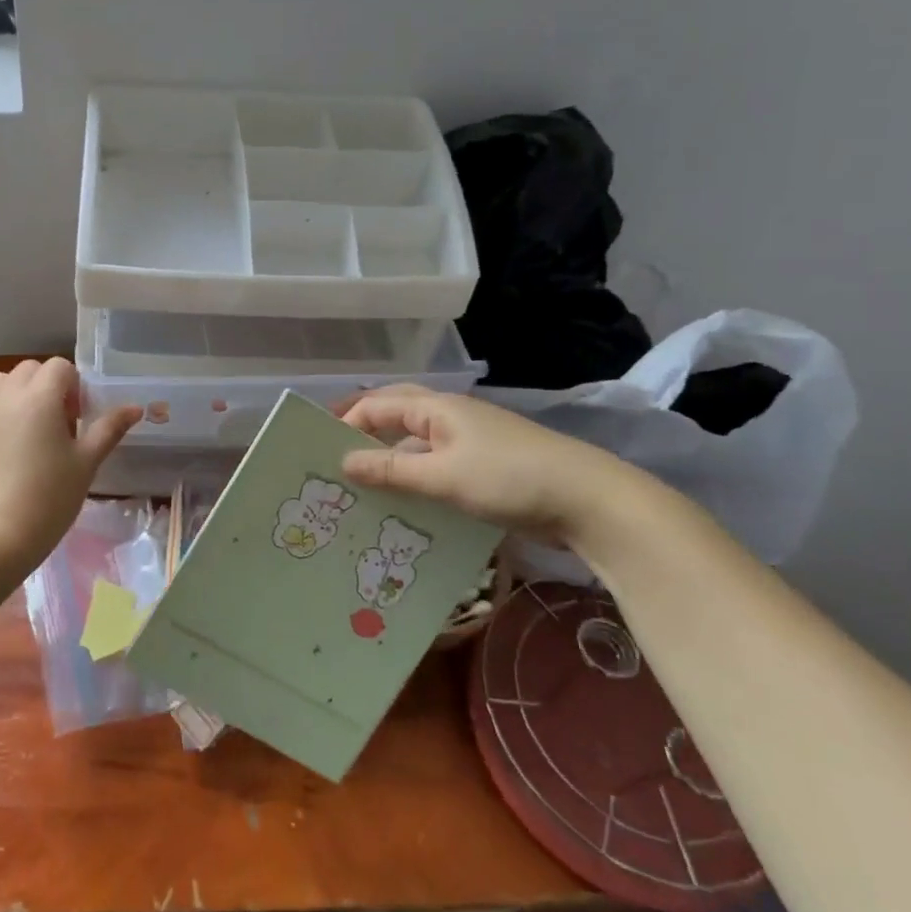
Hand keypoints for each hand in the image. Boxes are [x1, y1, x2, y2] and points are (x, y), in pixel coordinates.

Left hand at [0, 358, 141, 568]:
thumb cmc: (50, 497)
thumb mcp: (87, 462)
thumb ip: (110, 429)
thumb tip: (135, 407)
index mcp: (40, 397)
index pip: (60, 367)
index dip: (74, 387)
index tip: (79, 419)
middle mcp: (6, 396)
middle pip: (28, 369)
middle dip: (46, 386)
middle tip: (58, 425)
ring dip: (14, 393)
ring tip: (26, 426)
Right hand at [338, 386, 642, 546]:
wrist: (590, 502)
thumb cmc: (509, 479)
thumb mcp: (443, 477)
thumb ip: (391, 470)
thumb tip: (343, 461)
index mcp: (438, 409)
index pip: (379, 405)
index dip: (347, 422)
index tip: (320, 451)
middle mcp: (451, 418)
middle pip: (396, 417)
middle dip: (365, 433)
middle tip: (335, 461)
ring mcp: (471, 443)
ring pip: (417, 446)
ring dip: (390, 462)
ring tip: (362, 488)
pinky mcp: (486, 469)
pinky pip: (437, 468)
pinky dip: (416, 481)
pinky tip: (404, 506)